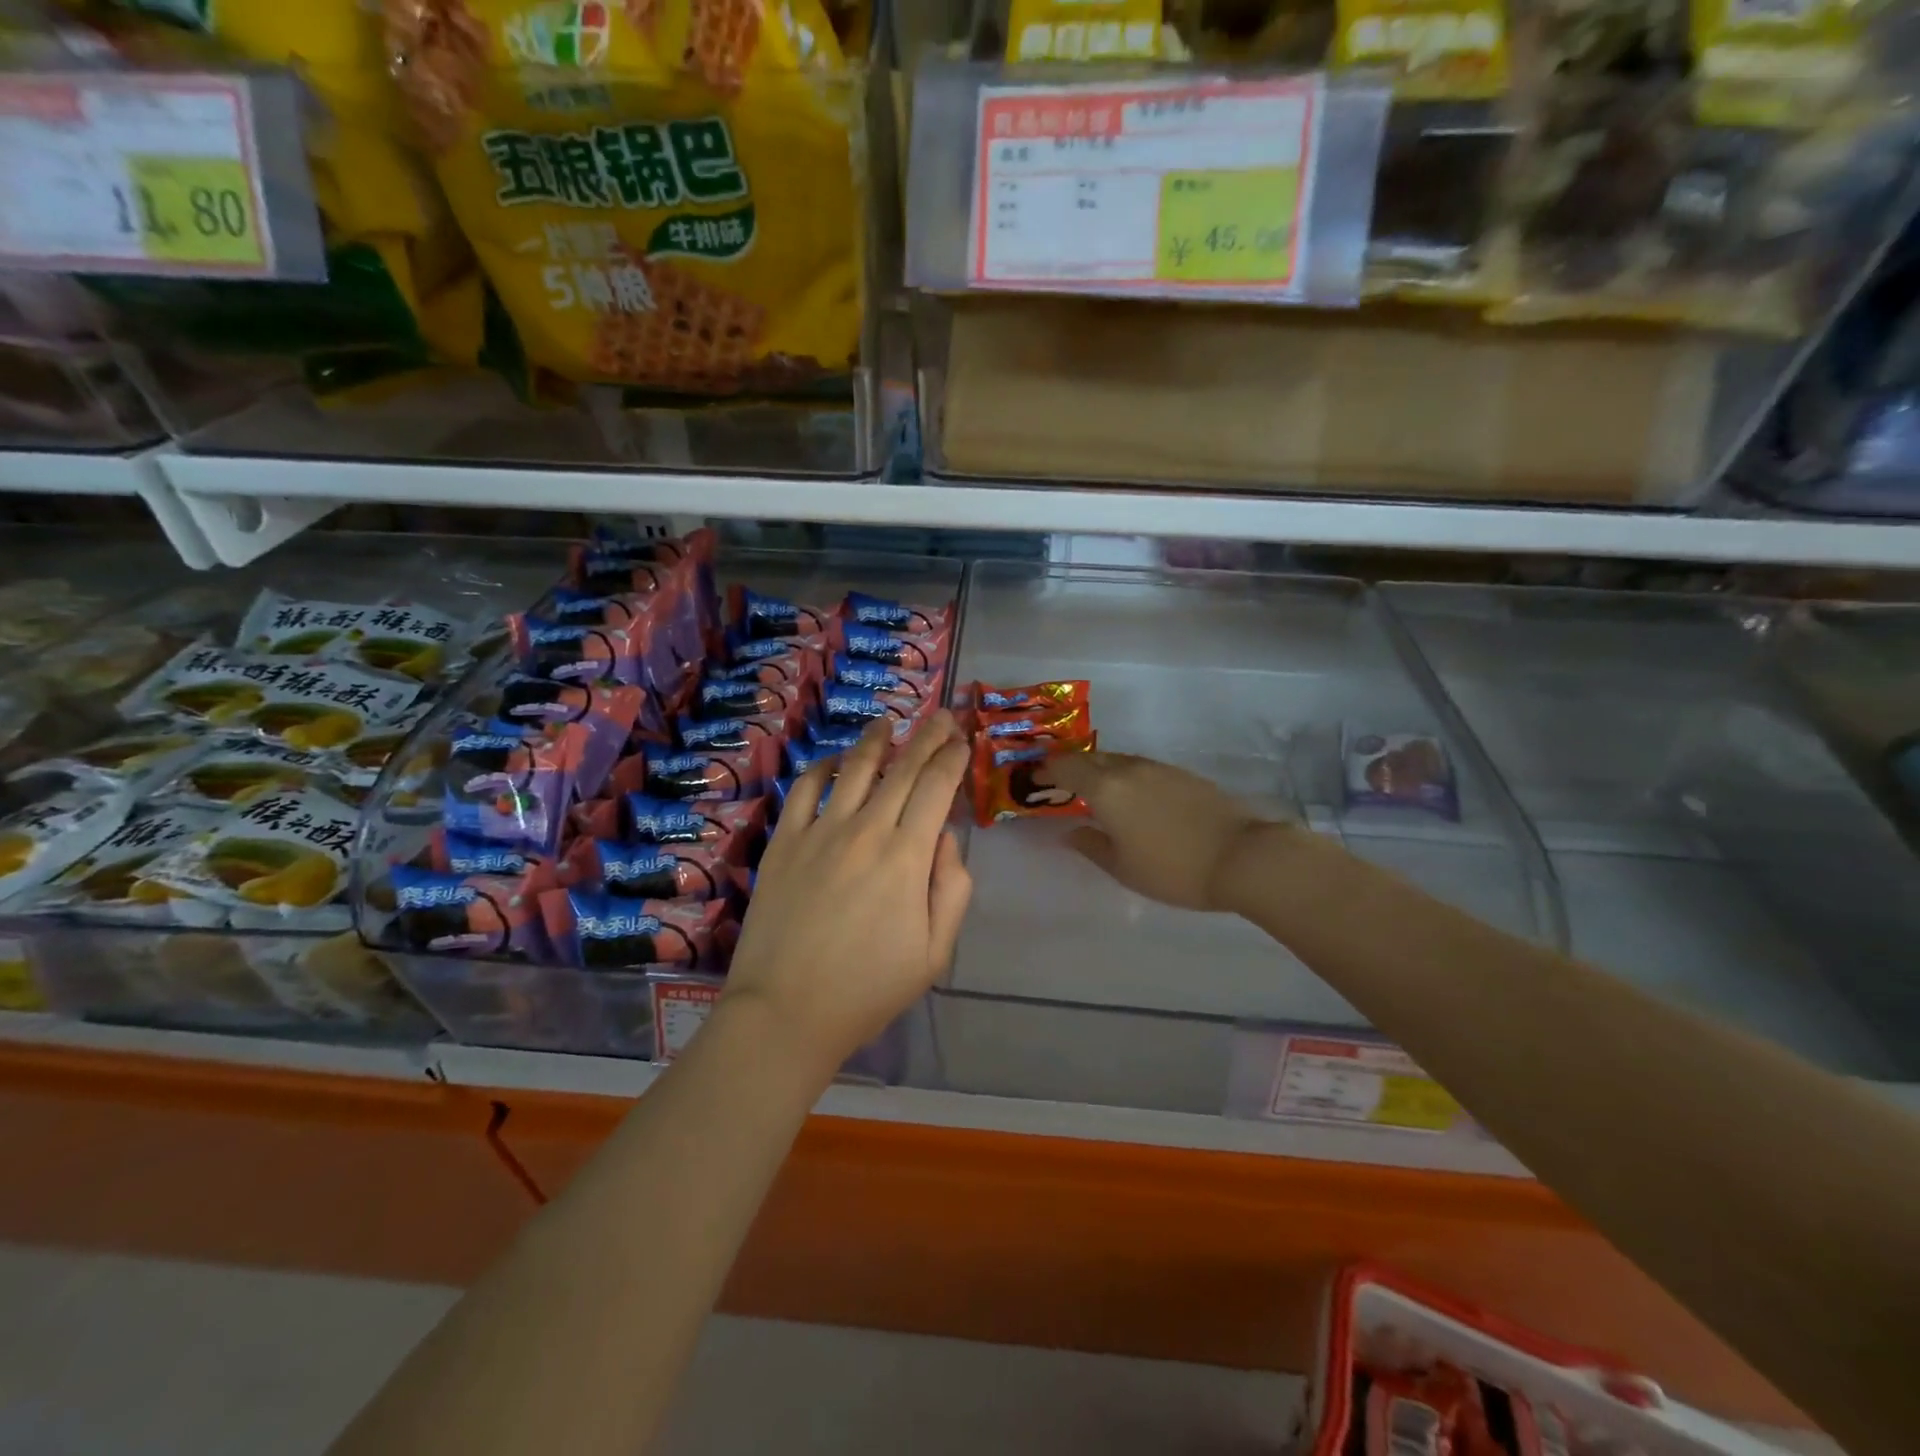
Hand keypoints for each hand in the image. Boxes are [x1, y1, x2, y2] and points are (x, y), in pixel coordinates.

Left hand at [723, 711, 972, 1075]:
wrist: (785, 1012)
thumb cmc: (868, 989)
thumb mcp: (934, 953)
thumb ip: (952, 889)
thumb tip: (946, 838)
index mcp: (907, 858)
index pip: (936, 788)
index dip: (953, 758)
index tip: (963, 741)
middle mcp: (865, 831)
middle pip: (902, 769)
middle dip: (927, 737)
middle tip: (941, 716)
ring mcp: (819, 832)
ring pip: (854, 769)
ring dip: (876, 741)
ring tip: (889, 724)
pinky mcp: (783, 842)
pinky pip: (805, 789)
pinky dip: (823, 767)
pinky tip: (836, 762)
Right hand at [1031, 751, 1279, 911]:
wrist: (1242, 856)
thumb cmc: (1173, 869)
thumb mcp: (1122, 867)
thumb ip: (1090, 845)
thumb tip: (1068, 833)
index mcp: (1106, 789)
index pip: (1065, 768)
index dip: (1046, 770)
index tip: (1034, 778)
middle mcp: (1129, 769)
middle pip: (1090, 758)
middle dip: (1070, 766)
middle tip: (1059, 782)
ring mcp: (1158, 768)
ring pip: (1117, 759)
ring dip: (1099, 769)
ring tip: (1092, 789)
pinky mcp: (1182, 774)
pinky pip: (1140, 766)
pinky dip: (1124, 774)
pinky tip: (1130, 796)